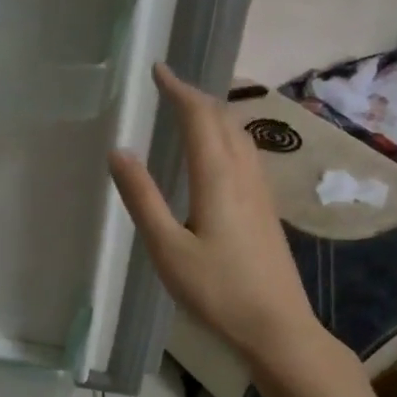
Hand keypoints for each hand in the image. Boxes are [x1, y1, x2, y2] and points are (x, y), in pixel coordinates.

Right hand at [108, 64, 319, 370]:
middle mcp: (243, 174)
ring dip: (212, 114)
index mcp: (217, 178)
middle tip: (167, 86)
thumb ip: (142, 197)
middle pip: (223, 119)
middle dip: (195, 96)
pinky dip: (224, 135)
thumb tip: (119, 151)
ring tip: (187, 110)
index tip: (158, 69)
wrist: (277, 326)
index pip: (198, 117)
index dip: (178, 89)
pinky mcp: (266, 207)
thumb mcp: (167, 248)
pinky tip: (214, 153)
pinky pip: (245, 153)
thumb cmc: (216, 290)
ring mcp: (260, 190)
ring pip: (239, 135)